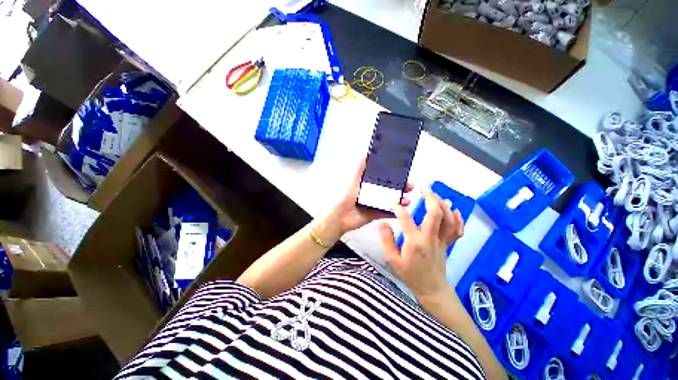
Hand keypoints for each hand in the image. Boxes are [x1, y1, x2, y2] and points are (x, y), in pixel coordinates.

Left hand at [316, 158, 412, 243]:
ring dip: (401, 199)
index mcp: (368, 183)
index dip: (394, 175)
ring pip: (392, 200)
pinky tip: (404, 209)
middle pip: (390, 188)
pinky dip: (397, 211)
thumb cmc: (347, 195)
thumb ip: (361, 165)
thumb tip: (366, 149)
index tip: (404, 172)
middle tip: (411, 186)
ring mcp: (376, 203)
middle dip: (401, 187)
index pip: (384, 177)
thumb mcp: (354, 178)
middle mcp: (373, 192)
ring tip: (408, 200)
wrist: (341, 216)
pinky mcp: (377, 214)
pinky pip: (389, 212)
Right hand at [379, 188, 463, 300]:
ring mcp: (442, 240)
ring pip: (448, 218)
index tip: (392, 202)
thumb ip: (386, 240)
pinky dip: (458, 218)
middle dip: (430, 197)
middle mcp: (430, 238)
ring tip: (434, 195)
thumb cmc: (410, 274)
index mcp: (415, 242)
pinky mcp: (449, 243)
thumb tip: (382, 223)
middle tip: (422, 188)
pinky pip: (458, 230)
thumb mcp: (392, 260)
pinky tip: (455, 209)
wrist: (431, 289)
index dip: (398, 208)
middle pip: (435, 213)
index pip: (406, 219)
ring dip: (443, 204)